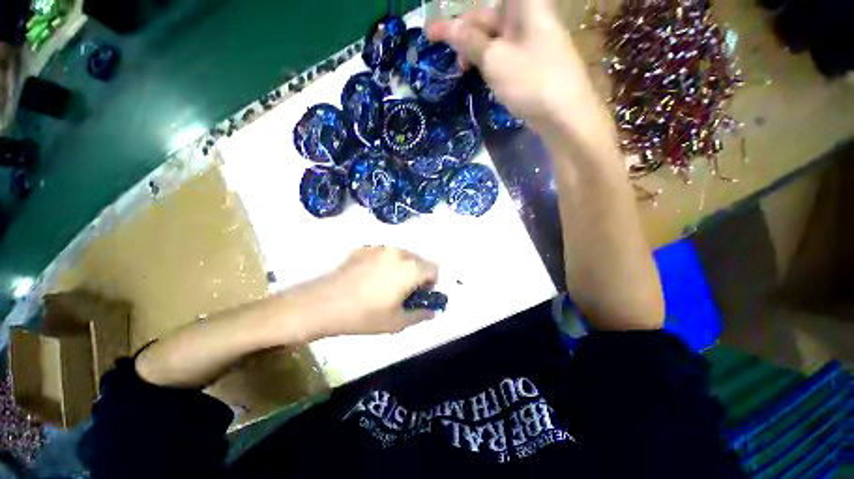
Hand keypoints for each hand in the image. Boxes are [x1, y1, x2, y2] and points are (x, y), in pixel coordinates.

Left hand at [297, 247, 438, 339]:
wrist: (323, 304)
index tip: (421, 294)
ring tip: (385, 284)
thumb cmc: (364, 315)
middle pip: (418, 260)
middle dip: (417, 274)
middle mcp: (399, 252)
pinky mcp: (364, 248)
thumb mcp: (396, 322)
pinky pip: (383, 254)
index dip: (431, 283)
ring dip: (401, 267)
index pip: (434, 269)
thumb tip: (432, 312)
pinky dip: (385, 263)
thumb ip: (420, 315)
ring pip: (401, 255)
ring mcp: (380, 248)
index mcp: (411, 268)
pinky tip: (369, 278)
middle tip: (404, 291)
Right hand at [427, 0, 610, 141]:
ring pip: (493, 38)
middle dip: (462, 31)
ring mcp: (529, 39)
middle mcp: (527, 16)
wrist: (564, 114)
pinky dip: (487, 61)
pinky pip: (503, 54)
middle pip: (487, 16)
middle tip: (436, 44)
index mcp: (523, 4)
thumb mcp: (494, 59)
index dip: (459, 14)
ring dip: (473, 50)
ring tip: (459, 68)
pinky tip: (477, 72)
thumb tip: (448, 28)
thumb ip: (469, 41)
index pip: (483, 3)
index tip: (435, 24)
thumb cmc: (530, 79)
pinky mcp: (529, 61)